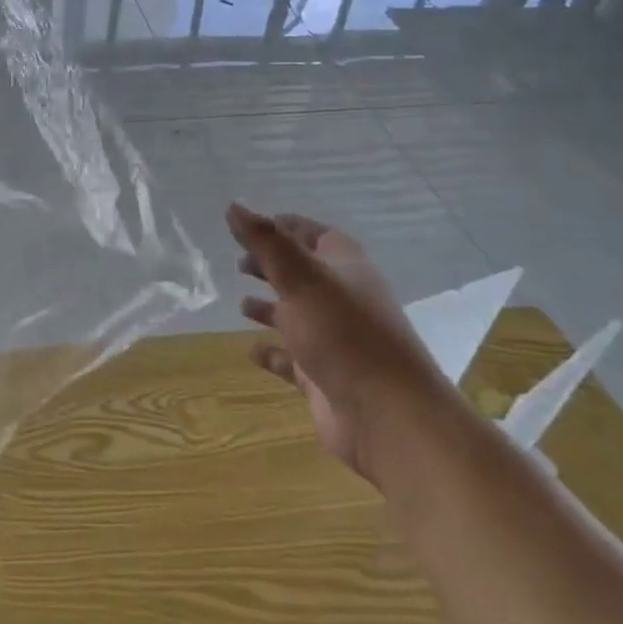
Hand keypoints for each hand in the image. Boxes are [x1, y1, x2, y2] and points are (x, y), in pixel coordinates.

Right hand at [229, 204, 460, 485]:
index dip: (285, 227)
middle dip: (272, 266)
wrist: (390, 418)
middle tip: (239, 264)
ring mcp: (335, 341)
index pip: (315, 235)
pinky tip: (251, 351)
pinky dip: (272, 354)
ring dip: (270, 308)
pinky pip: (292, 360)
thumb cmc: (345, 334)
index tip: (250, 225)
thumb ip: (265, 242)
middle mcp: (342, 300)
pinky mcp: (324, 377)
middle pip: (303, 274)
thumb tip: (232, 205)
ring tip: (241, 305)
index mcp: (345, 268)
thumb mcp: (301, 278)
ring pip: (297, 316)